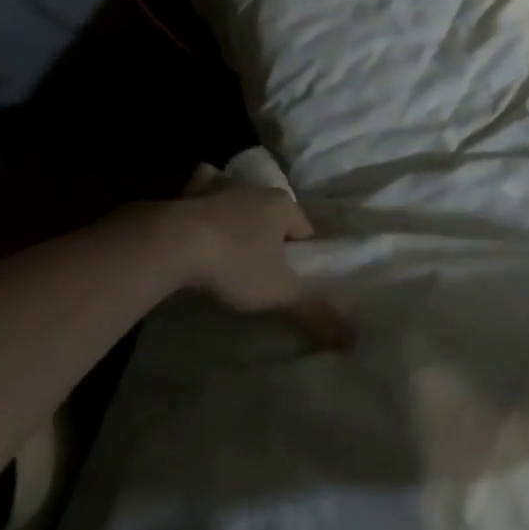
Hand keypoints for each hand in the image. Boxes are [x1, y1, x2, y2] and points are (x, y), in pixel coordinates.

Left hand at [100, 177, 351, 349]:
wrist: (173, 243)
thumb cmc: (235, 263)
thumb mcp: (279, 293)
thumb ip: (314, 314)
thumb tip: (354, 340)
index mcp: (283, 206)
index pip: (305, 228)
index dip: (302, 252)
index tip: (294, 275)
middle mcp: (256, 190)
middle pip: (273, 213)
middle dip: (271, 233)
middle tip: (263, 265)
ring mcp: (220, 189)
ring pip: (239, 198)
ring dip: (238, 212)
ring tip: (233, 240)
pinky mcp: (187, 194)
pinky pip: (200, 189)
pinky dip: (200, 197)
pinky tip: (195, 212)